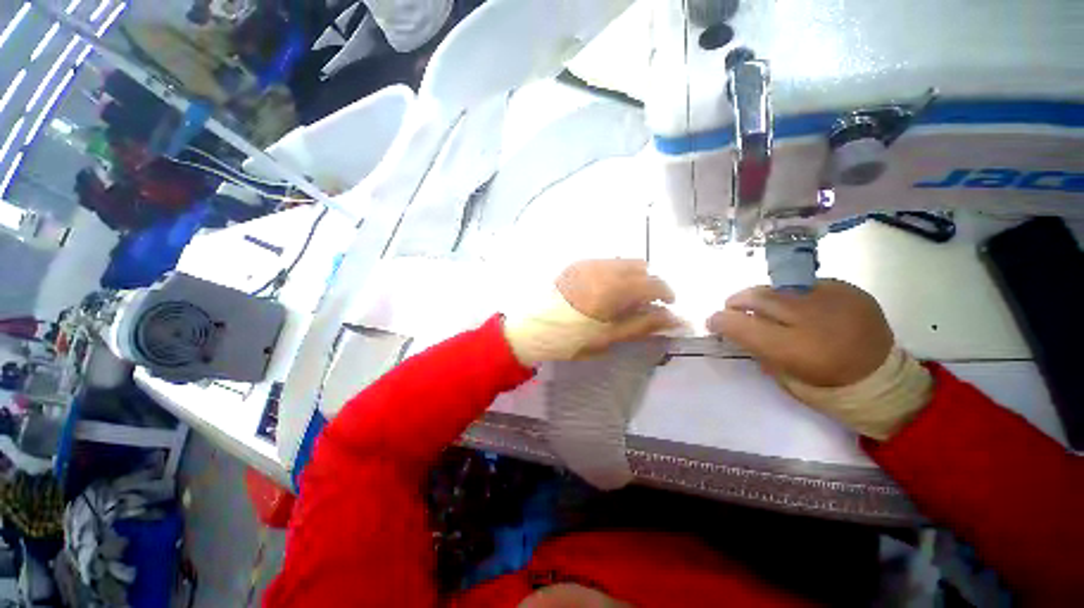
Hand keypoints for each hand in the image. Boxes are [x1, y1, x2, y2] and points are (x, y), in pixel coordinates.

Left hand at [503, 259, 677, 364]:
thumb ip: (641, 325)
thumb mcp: (607, 338)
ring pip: (622, 262)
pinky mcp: (576, 264)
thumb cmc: (568, 340)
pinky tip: (605, 292)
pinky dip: (614, 274)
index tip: (668, 306)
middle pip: (639, 266)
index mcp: (610, 288)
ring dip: (631, 277)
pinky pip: (605, 263)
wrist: (530, 329)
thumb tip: (673, 318)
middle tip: (644, 305)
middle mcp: (601, 268)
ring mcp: (586, 263)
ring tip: (624, 299)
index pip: (651, 282)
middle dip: (648, 283)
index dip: (666, 293)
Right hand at [707, 280, 931, 439]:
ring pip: (778, 287)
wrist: (882, 377)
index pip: (742, 325)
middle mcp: (812, 319)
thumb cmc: (825, 383)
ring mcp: (833, 299)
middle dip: (737, 301)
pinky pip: (805, 285)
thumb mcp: (782, 374)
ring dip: (763, 297)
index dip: (721, 320)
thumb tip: (733, 326)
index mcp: (795, 349)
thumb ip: (756, 348)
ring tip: (765, 307)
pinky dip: (792, 295)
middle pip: (758, 297)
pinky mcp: (848, 290)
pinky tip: (799, 307)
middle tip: (732, 308)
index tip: (713, 320)